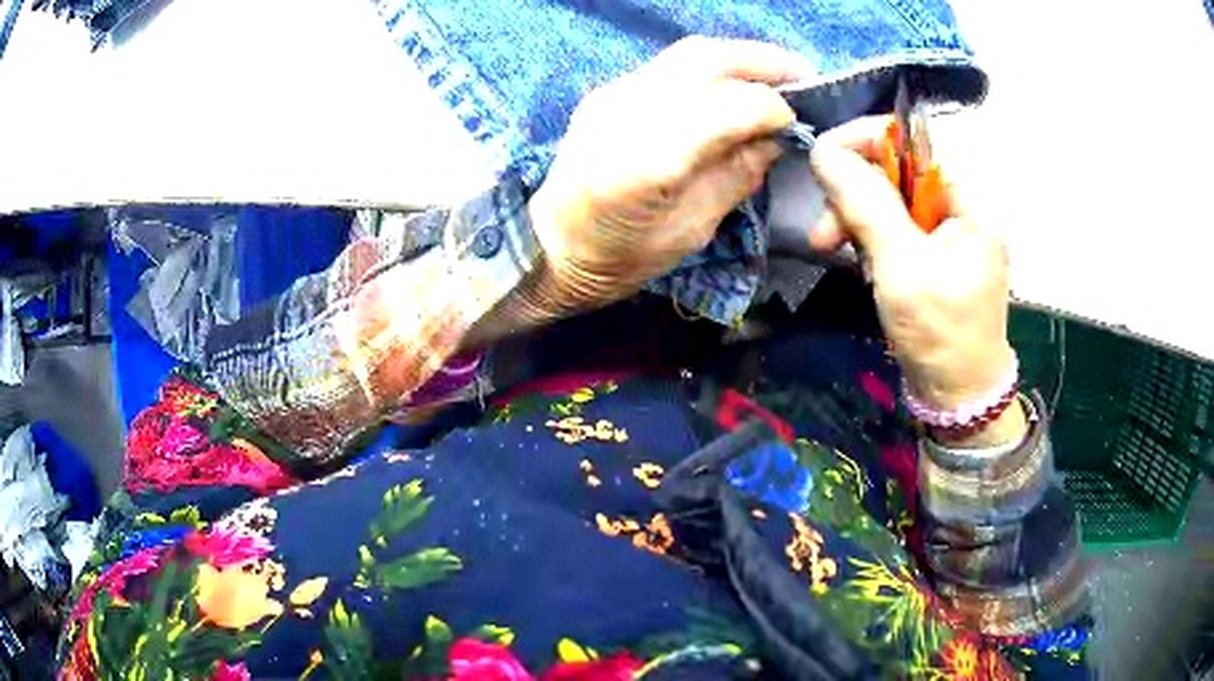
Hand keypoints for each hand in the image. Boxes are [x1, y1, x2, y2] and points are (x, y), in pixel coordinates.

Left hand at [527, 37, 807, 312]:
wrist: (549, 246)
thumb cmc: (620, 257)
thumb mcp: (692, 230)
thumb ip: (737, 175)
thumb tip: (776, 137)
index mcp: (648, 160)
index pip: (728, 107)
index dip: (772, 108)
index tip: (799, 121)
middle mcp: (626, 111)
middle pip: (706, 60)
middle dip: (763, 62)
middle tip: (803, 75)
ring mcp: (612, 95)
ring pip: (687, 54)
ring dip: (739, 58)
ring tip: (775, 75)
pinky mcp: (607, 92)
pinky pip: (669, 67)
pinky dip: (710, 69)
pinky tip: (731, 85)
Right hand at [808, 117, 1015, 420]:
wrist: (958, 395)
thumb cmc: (941, 335)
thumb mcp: (902, 268)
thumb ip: (867, 204)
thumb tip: (823, 151)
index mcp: (970, 200)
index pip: (914, 140)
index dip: (865, 140)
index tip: (822, 160)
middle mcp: (962, 204)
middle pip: (897, 168)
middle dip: (854, 191)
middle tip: (823, 231)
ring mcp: (948, 227)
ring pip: (889, 195)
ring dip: (854, 216)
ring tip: (828, 248)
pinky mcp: (935, 248)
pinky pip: (893, 222)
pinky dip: (868, 236)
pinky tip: (856, 258)